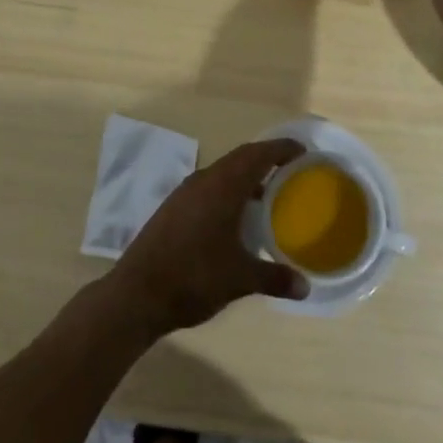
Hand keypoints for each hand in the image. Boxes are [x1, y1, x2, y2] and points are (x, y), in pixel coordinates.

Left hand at [106, 139, 309, 336]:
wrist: (136, 294)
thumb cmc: (194, 278)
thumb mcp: (240, 279)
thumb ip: (274, 278)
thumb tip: (305, 287)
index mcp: (223, 186)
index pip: (257, 154)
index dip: (281, 148)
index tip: (303, 150)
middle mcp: (204, 180)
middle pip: (240, 158)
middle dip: (266, 159)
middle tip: (290, 169)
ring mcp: (185, 193)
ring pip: (222, 173)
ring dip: (245, 177)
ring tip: (268, 195)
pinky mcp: (173, 208)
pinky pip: (208, 187)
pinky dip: (228, 192)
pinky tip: (235, 218)